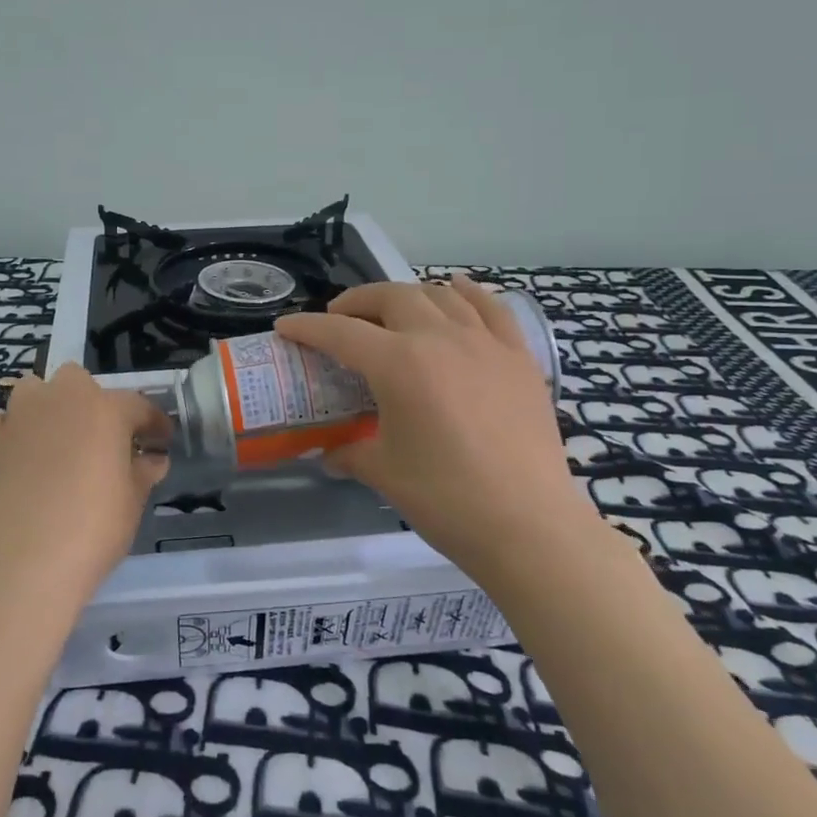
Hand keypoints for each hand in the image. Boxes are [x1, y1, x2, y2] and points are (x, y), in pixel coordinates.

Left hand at [0, 363, 171, 609]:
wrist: (27, 560)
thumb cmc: (95, 527)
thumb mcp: (133, 500)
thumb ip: (144, 472)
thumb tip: (153, 460)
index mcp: (106, 409)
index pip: (138, 406)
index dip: (154, 424)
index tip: (161, 442)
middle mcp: (62, 399)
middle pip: (78, 381)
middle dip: (92, 402)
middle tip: (104, 439)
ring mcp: (20, 417)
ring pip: (33, 389)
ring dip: (46, 405)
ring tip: (57, 437)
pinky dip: (4, 430)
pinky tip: (14, 450)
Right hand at [275, 274, 597, 583]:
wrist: (530, 526)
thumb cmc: (447, 500)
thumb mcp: (384, 474)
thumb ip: (350, 453)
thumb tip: (331, 454)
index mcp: (400, 364)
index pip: (341, 333)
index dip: (307, 327)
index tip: (286, 327)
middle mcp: (441, 338)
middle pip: (392, 297)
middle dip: (357, 301)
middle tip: (340, 319)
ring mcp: (485, 343)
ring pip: (440, 295)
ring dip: (407, 295)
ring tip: (392, 312)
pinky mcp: (519, 358)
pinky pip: (491, 308)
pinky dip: (468, 294)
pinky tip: (457, 291)